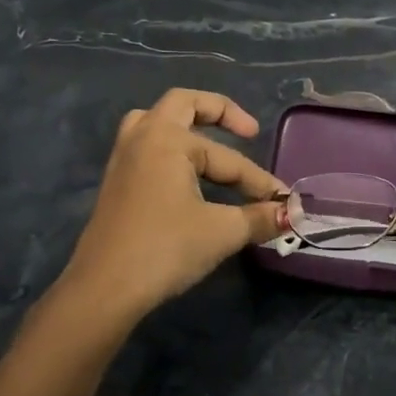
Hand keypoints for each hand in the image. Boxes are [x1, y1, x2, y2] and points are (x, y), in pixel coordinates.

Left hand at [60, 89, 287, 320]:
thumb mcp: (221, 232)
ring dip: (186, 127)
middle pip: (181, 105)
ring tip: (209, 143)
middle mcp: (142, 139)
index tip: (283, 200)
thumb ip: (259, 218)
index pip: (227, 158)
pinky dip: (171, 150)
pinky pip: (147, 148)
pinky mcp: (116, 184)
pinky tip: (186, 175)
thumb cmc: (165, 249)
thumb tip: (291, 213)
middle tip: (248, 131)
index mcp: (167, 139)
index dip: (259, 179)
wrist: (104, 290)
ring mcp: (123, 160)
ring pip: (155, 124)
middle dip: (218, 113)